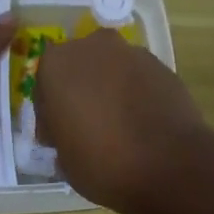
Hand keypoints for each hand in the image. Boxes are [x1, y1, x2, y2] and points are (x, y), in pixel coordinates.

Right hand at [34, 30, 208, 212]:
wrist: (169, 166)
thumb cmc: (102, 164)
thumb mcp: (64, 160)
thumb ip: (61, 136)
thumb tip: (71, 133)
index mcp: (57, 65)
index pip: (44, 87)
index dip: (49, 115)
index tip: (57, 139)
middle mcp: (93, 47)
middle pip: (79, 69)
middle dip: (80, 94)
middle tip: (85, 128)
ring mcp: (133, 54)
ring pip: (111, 72)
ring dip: (108, 92)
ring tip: (116, 128)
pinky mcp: (163, 67)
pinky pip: (138, 81)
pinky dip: (134, 96)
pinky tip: (140, 126)